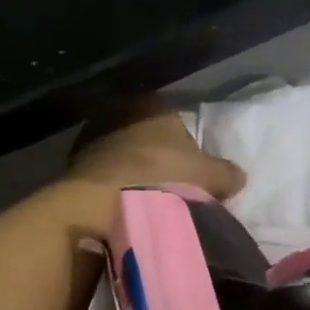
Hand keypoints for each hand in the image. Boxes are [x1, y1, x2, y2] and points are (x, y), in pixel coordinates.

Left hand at [67, 99, 244, 199]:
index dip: (183, 142)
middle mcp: (120, 110)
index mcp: (153, 103)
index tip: (189, 168)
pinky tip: (123, 206)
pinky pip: (102, 173)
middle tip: (170, 184)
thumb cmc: (163, 177)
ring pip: (121, 152)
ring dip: (131, 171)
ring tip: (146, 200)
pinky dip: (112, 186)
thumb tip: (236, 176)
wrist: (104, 203)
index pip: (172, 116)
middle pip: (144, 134)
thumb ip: (226, 173)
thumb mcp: (209, 176)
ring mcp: (92, 136)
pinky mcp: (72, 164)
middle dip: (155, 155)